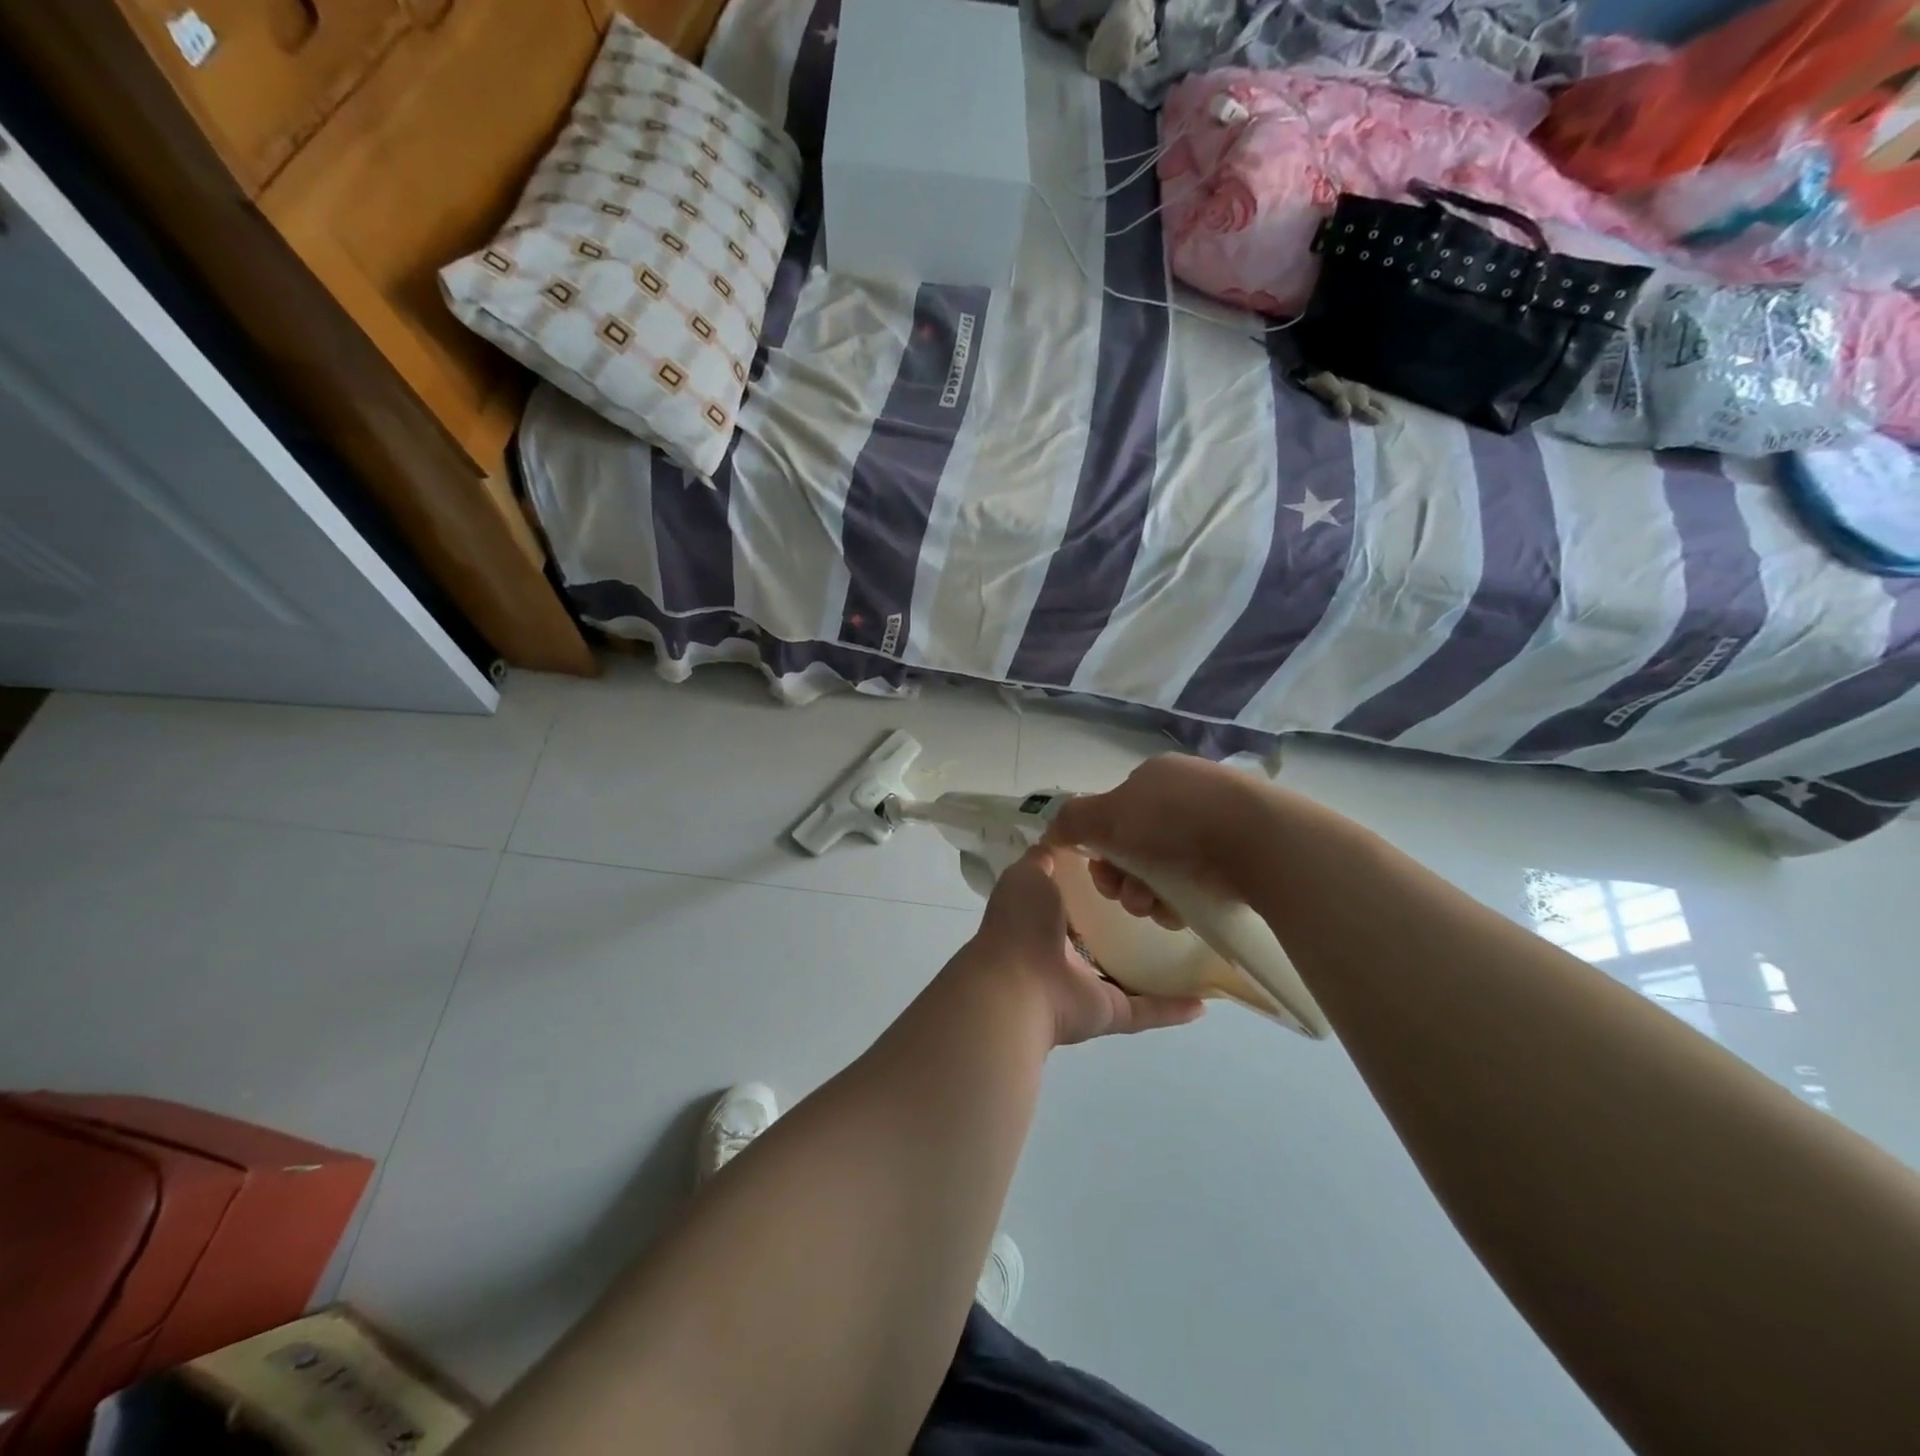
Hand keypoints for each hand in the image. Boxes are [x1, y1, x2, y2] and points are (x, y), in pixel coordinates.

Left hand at [968, 846, 1203, 1046]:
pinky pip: (1147, 1009)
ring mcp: (1088, 986)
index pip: (1078, 898)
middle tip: (1173, 898)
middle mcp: (1065, 952)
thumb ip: (1043, 859)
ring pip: (1129, 973)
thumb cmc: (1021, 923)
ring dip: (1158, 964)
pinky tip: (1205, 999)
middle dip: (1133, 920)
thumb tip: (1058, 839)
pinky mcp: (1109, 1012)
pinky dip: (1173, 1008)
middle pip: (1106, 935)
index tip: (1138, 862)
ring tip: (1195, 945)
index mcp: (1045, 918)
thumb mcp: (1027, 875)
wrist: (1017, 985)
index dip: (1102, 881)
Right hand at [1043, 755, 1265, 929]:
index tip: (1099, 872)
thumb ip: (1072, 820)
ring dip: (1146, 894)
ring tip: (1155, 907)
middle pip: (1135, 846)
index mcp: (1155, 778)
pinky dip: (1179, 901)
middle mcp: (1184, 796)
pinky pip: (1195, 884)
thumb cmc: (1173, 820)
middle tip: (1126, 896)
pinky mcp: (1241, 858)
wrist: (1258, 842)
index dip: (1100, 848)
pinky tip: (1180, 912)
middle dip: (1122, 877)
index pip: (1114, 814)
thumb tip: (1053, 831)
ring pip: (1163, 870)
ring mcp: (1216, 826)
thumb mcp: (1108, 814)